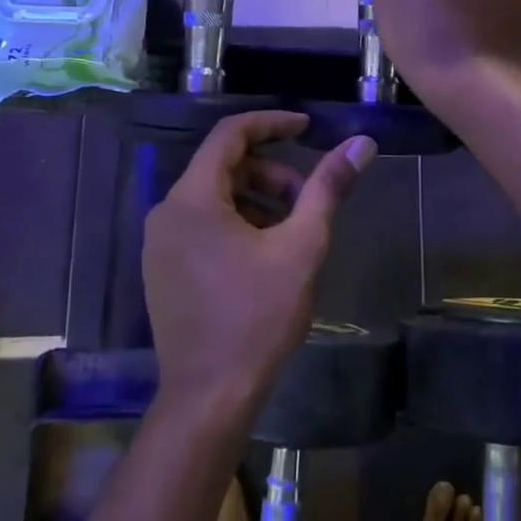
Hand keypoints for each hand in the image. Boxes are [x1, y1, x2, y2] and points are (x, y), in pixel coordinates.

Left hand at [143, 112, 375, 412]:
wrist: (209, 396)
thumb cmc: (257, 317)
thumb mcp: (301, 247)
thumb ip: (327, 189)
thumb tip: (360, 144)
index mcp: (193, 199)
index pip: (230, 135)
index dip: (271, 124)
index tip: (307, 127)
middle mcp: (167, 213)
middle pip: (222, 167)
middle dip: (270, 172)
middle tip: (307, 199)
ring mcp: (159, 244)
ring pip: (213, 198)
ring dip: (255, 200)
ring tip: (290, 231)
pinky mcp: (162, 270)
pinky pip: (201, 225)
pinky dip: (235, 223)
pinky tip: (263, 255)